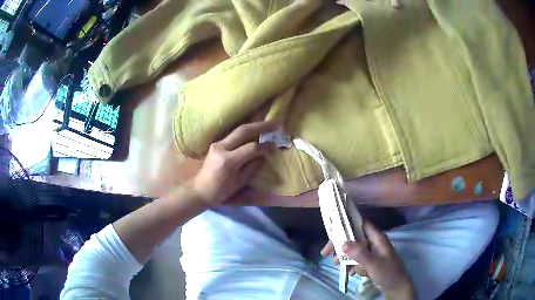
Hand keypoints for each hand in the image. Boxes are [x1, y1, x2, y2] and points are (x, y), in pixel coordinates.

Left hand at [192, 121, 277, 205]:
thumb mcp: (239, 182)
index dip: (265, 146)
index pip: (251, 147)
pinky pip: (233, 135)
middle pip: (243, 131)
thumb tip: (265, 155)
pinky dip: (246, 132)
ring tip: (268, 125)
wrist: (199, 191)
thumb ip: (253, 166)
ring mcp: (217, 144)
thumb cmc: (220, 191)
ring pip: (238, 130)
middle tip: (276, 124)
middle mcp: (222, 148)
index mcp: (228, 160)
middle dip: (261, 126)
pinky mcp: (216, 144)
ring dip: (254, 126)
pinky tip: (254, 131)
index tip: (276, 145)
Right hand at [320, 222, 414, 294]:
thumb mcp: (373, 263)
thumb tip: (342, 243)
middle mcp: (373, 242)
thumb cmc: (387, 272)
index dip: (346, 224)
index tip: (332, 232)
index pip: (360, 224)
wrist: (396, 286)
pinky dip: (351, 264)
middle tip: (327, 253)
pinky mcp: (369, 261)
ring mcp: (371, 252)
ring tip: (336, 264)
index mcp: (376, 237)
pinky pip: (356, 259)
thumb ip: (359, 253)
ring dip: (344, 256)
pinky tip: (350, 271)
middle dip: (340, 245)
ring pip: (353, 249)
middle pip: (353, 237)